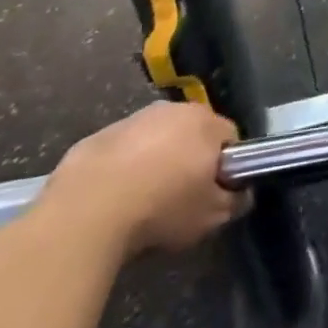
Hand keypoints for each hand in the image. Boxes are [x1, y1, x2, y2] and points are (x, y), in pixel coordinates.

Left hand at [42, 101, 247, 258]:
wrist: (85, 212)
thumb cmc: (160, 209)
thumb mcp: (211, 216)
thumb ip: (235, 202)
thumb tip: (242, 195)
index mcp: (205, 122)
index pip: (229, 138)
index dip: (225, 167)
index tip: (213, 193)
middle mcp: (173, 110)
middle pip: (192, 134)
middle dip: (189, 159)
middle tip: (180, 197)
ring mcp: (132, 120)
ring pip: (154, 140)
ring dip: (154, 162)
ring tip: (142, 201)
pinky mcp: (97, 137)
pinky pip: (121, 152)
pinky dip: (122, 169)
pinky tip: (112, 200)